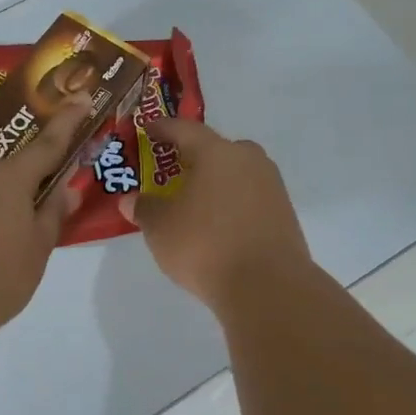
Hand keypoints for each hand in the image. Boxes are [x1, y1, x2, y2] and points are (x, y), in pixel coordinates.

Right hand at [120, 118, 311, 311]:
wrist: (267, 285)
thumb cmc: (205, 245)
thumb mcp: (160, 228)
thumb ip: (144, 209)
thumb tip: (130, 200)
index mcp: (216, 152)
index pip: (185, 129)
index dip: (163, 128)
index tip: (148, 130)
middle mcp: (248, 160)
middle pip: (218, 149)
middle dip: (195, 157)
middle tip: (176, 171)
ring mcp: (271, 186)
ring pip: (238, 174)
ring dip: (217, 182)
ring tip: (197, 202)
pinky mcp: (284, 213)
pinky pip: (251, 197)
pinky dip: (233, 204)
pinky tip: (220, 225)